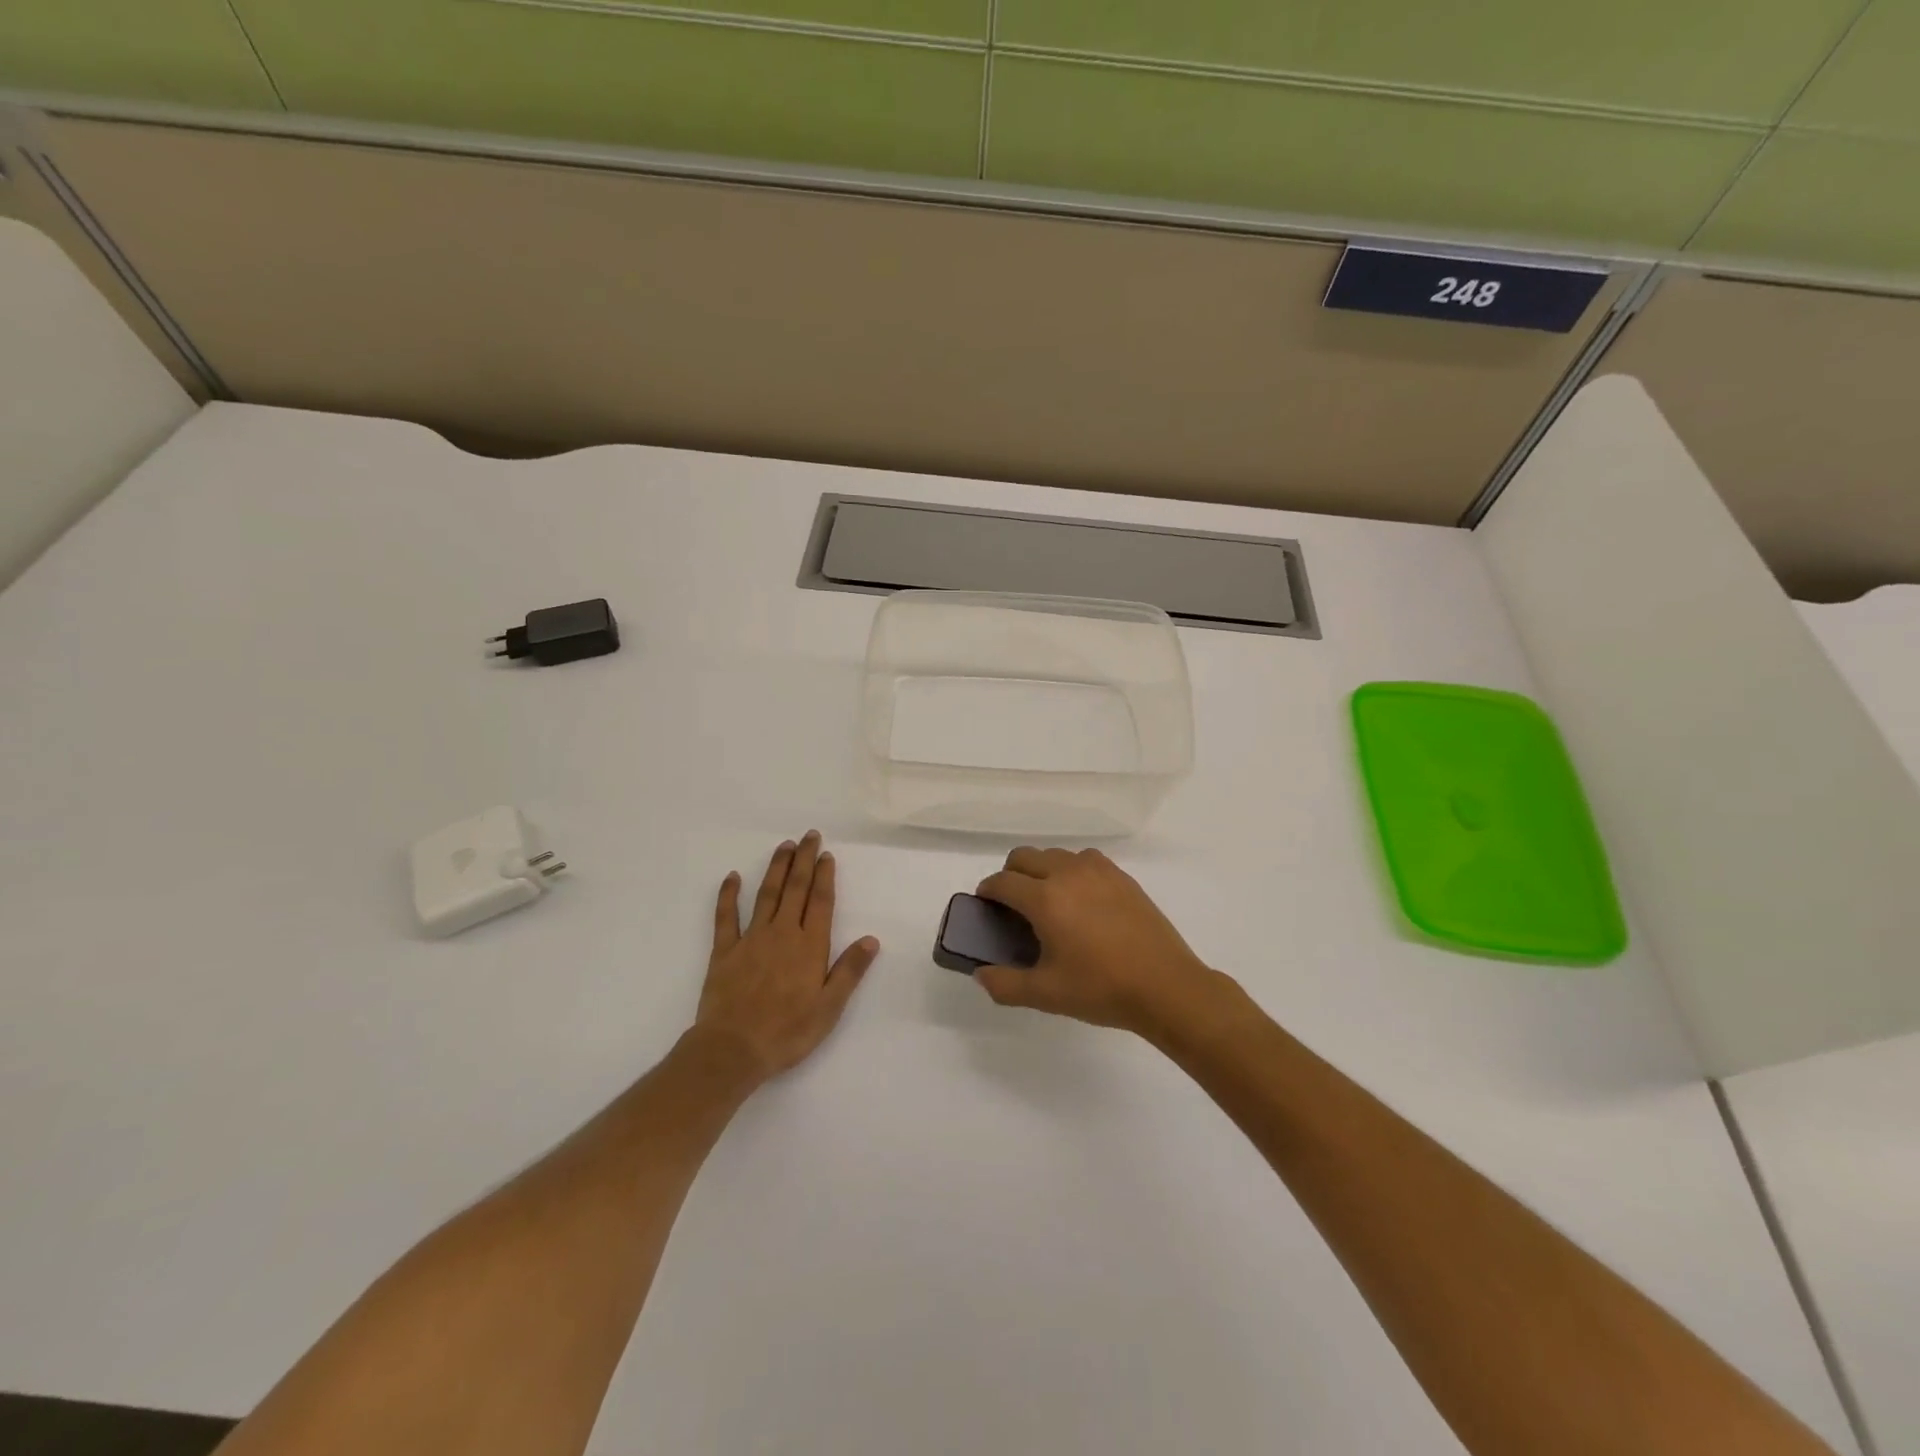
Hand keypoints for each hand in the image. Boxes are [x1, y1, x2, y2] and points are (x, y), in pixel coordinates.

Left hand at [693, 832, 878, 1083]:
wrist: (733, 1049)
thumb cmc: (788, 1032)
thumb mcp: (829, 1007)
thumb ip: (849, 971)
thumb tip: (871, 939)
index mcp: (810, 946)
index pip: (821, 902)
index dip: (825, 876)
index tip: (827, 855)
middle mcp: (782, 933)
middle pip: (795, 889)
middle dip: (803, 860)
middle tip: (809, 836)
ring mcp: (751, 939)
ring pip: (766, 894)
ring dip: (776, 868)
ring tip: (784, 846)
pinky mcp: (725, 950)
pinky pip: (726, 916)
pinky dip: (728, 894)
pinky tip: (732, 877)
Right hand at [973, 847, 1227, 1039]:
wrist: (1165, 986)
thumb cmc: (1101, 989)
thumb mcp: (1046, 994)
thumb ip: (1004, 984)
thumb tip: (981, 974)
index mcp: (1045, 899)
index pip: (1002, 882)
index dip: (987, 892)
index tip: (985, 906)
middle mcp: (1067, 873)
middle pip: (1024, 857)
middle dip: (1010, 875)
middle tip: (1013, 906)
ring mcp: (1097, 870)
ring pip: (1054, 854)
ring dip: (1041, 870)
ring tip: (1049, 902)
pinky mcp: (1121, 876)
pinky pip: (1084, 859)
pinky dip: (1070, 870)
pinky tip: (1081, 899)